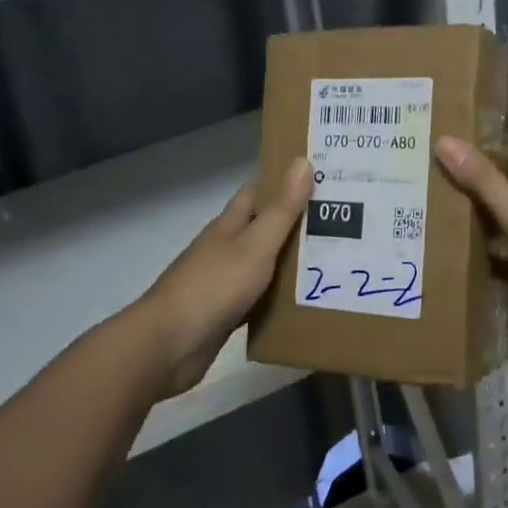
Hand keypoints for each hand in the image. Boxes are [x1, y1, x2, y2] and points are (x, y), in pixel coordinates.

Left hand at [133, 157, 312, 399]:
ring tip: (334, 261)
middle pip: (262, 230)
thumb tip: (302, 161)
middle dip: (294, 225)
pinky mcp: (224, 314)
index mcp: (228, 226)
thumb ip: (281, 209)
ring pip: (262, 266)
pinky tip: (304, 302)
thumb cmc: (214, 287)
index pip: (256, 194)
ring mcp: (222, 283)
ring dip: (290, 263)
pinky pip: (258, 300)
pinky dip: (278, 298)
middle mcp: (224, 249)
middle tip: (339, 224)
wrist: (169, 346)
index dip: (283, 184)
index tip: (319, 181)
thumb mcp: (255, 245)